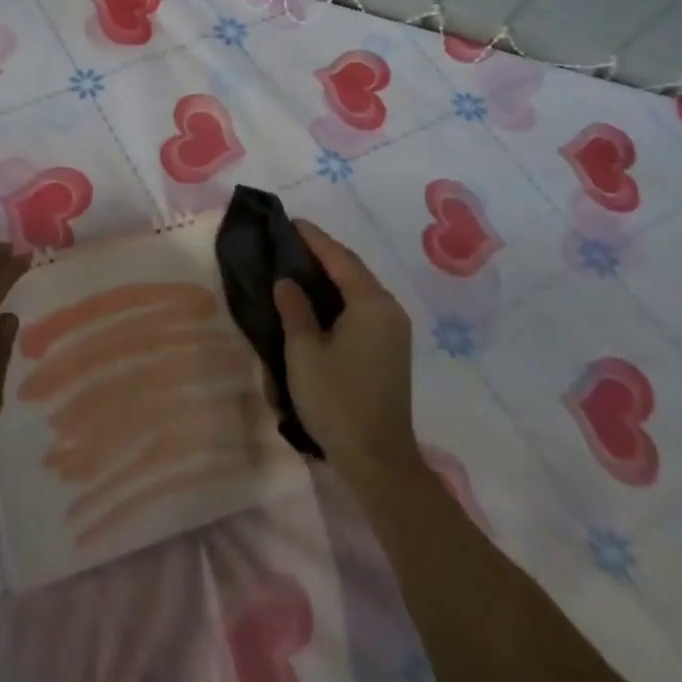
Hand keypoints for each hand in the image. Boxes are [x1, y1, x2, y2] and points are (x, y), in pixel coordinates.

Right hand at [275, 220, 423, 489]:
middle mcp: (389, 309)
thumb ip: (294, 309)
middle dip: (322, 252)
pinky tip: (318, 299)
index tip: (289, 221)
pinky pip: (363, 307)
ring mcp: (394, 330)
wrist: (377, 460)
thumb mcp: (304, 352)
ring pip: (359, 289)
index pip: (339, 258)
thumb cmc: (337, 400)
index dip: (313, 238)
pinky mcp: (391, 349)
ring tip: (298, 264)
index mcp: (371, 304)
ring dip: (332, 274)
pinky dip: (340, 295)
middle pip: (353, 269)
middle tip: (289, 240)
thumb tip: (286, 281)